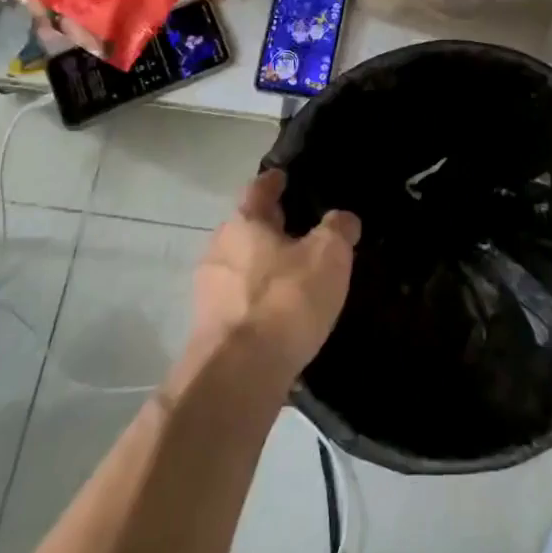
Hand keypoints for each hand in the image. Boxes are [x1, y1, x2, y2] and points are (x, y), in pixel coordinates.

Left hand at [186, 168, 358, 385]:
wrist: (239, 375)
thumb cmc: (285, 299)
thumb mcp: (328, 255)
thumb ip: (338, 229)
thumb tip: (343, 219)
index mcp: (244, 223)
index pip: (259, 189)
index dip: (274, 181)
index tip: (284, 177)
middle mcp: (219, 249)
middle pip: (247, 228)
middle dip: (269, 227)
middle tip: (298, 228)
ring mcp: (208, 291)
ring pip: (241, 265)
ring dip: (263, 266)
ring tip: (294, 274)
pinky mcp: (210, 329)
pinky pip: (239, 301)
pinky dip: (258, 299)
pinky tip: (280, 313)